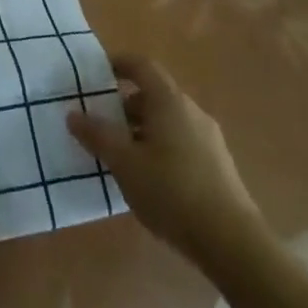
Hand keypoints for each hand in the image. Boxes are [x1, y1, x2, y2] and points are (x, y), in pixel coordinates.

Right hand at [68, 55, 264, 267]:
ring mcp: (209, 139)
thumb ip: (97, 135)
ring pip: (168, 121)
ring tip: (121, 156)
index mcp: (169, 101)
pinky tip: (149, 179)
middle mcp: (192, 111)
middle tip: (101, 124)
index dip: (118, 63)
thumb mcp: (124, 163)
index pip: (142, 65)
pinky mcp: (218, 166)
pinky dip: (160, 148)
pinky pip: (181, 142)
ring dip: (142, 130)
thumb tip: (73, 114)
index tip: (96, 74)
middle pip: (154, 94)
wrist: (234, 244)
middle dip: (125, 105)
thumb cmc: (172, 192)